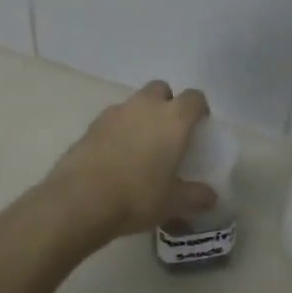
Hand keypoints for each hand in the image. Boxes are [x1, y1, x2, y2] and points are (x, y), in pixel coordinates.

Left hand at [42, 81, 215, 242]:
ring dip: (141, 116)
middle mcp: (145, 106)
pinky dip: (119, 129)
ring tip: (141, 146)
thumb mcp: (172, 203)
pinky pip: (113, 119)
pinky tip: (116, 155)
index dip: (199, 109)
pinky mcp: (92, 124)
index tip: (199, 127)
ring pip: (135, 103)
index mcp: (173, 119)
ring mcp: (115, 112)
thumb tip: (210, 196)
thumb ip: (195, 196)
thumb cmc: (137, 196)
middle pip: (161, 89)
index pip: (194, 98)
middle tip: (169, 132)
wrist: (81, 199)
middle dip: (167, 103)